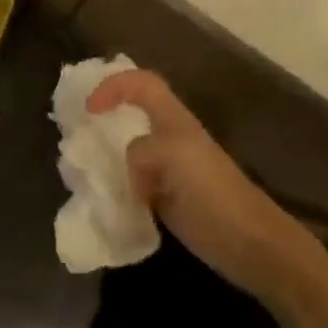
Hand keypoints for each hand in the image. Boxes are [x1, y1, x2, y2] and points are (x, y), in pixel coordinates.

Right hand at [89, 69, 312, 308]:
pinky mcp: (166, 200)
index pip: (141, 83)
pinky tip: (103, 200)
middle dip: (105, 119)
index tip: (90, 109)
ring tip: (83, 169)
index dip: (114, 86)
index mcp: (173, 119)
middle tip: (77, 133)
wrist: (251, 244)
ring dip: (107, 157)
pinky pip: (133, 185)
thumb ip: (140, 151)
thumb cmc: (214, 191)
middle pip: (132, 115)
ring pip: (129, 152)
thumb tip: (128, 172)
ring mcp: (168, 171)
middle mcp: (169, 139)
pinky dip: (116, 188)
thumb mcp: (173, 156)